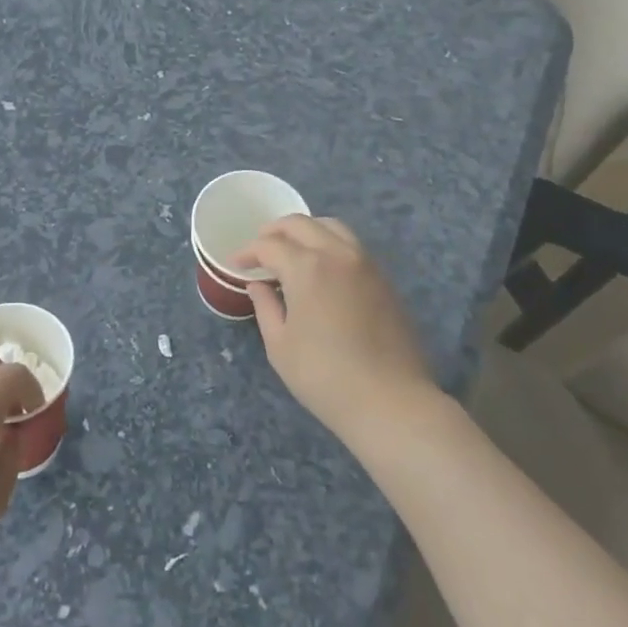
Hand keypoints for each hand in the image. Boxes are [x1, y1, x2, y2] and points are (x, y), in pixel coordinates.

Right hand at [234, 216, 437, 450]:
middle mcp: (336, 254)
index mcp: (306, 267)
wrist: (392, 402)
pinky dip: (329, 243)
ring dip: (306, 231)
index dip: (248, 252)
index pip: (269, 245)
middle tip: (259, 250)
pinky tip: (322, 268)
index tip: (236, 264)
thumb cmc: (325, 377)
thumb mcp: (280, 346)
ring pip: (331, 226)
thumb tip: (258, 285)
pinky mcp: (384, 279)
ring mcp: (365, 264)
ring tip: (292, 250)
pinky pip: (351, 245)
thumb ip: (265, 307)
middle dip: (274, 231)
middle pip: (300, 224)